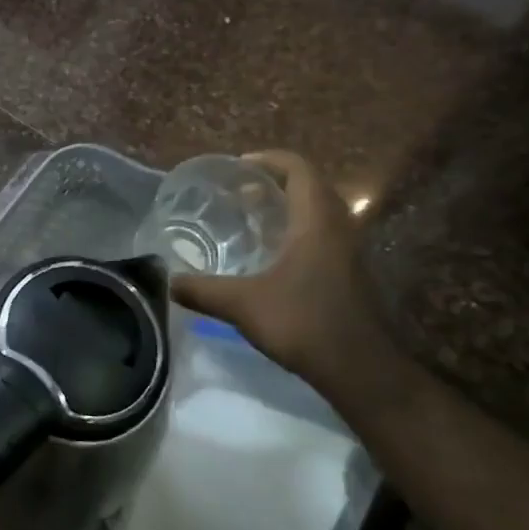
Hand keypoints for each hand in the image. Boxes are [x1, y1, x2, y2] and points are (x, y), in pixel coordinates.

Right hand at [171, 150, 394, 392]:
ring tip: (248, 220)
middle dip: (273, 183)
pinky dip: (296, 231)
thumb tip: (167, 282)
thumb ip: (202, 290)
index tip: (236, 167)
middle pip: (310, 186)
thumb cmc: (304, 323)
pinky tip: (269, 257)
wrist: (361, 369)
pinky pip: (322, 235)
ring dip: (286, 208)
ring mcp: (349, 252)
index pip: (298, 169)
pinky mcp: (350, 273)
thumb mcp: (243, 305)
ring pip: (318, 212)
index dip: (267, 160)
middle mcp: (339, 228)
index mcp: (317, 222)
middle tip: (237, 194)